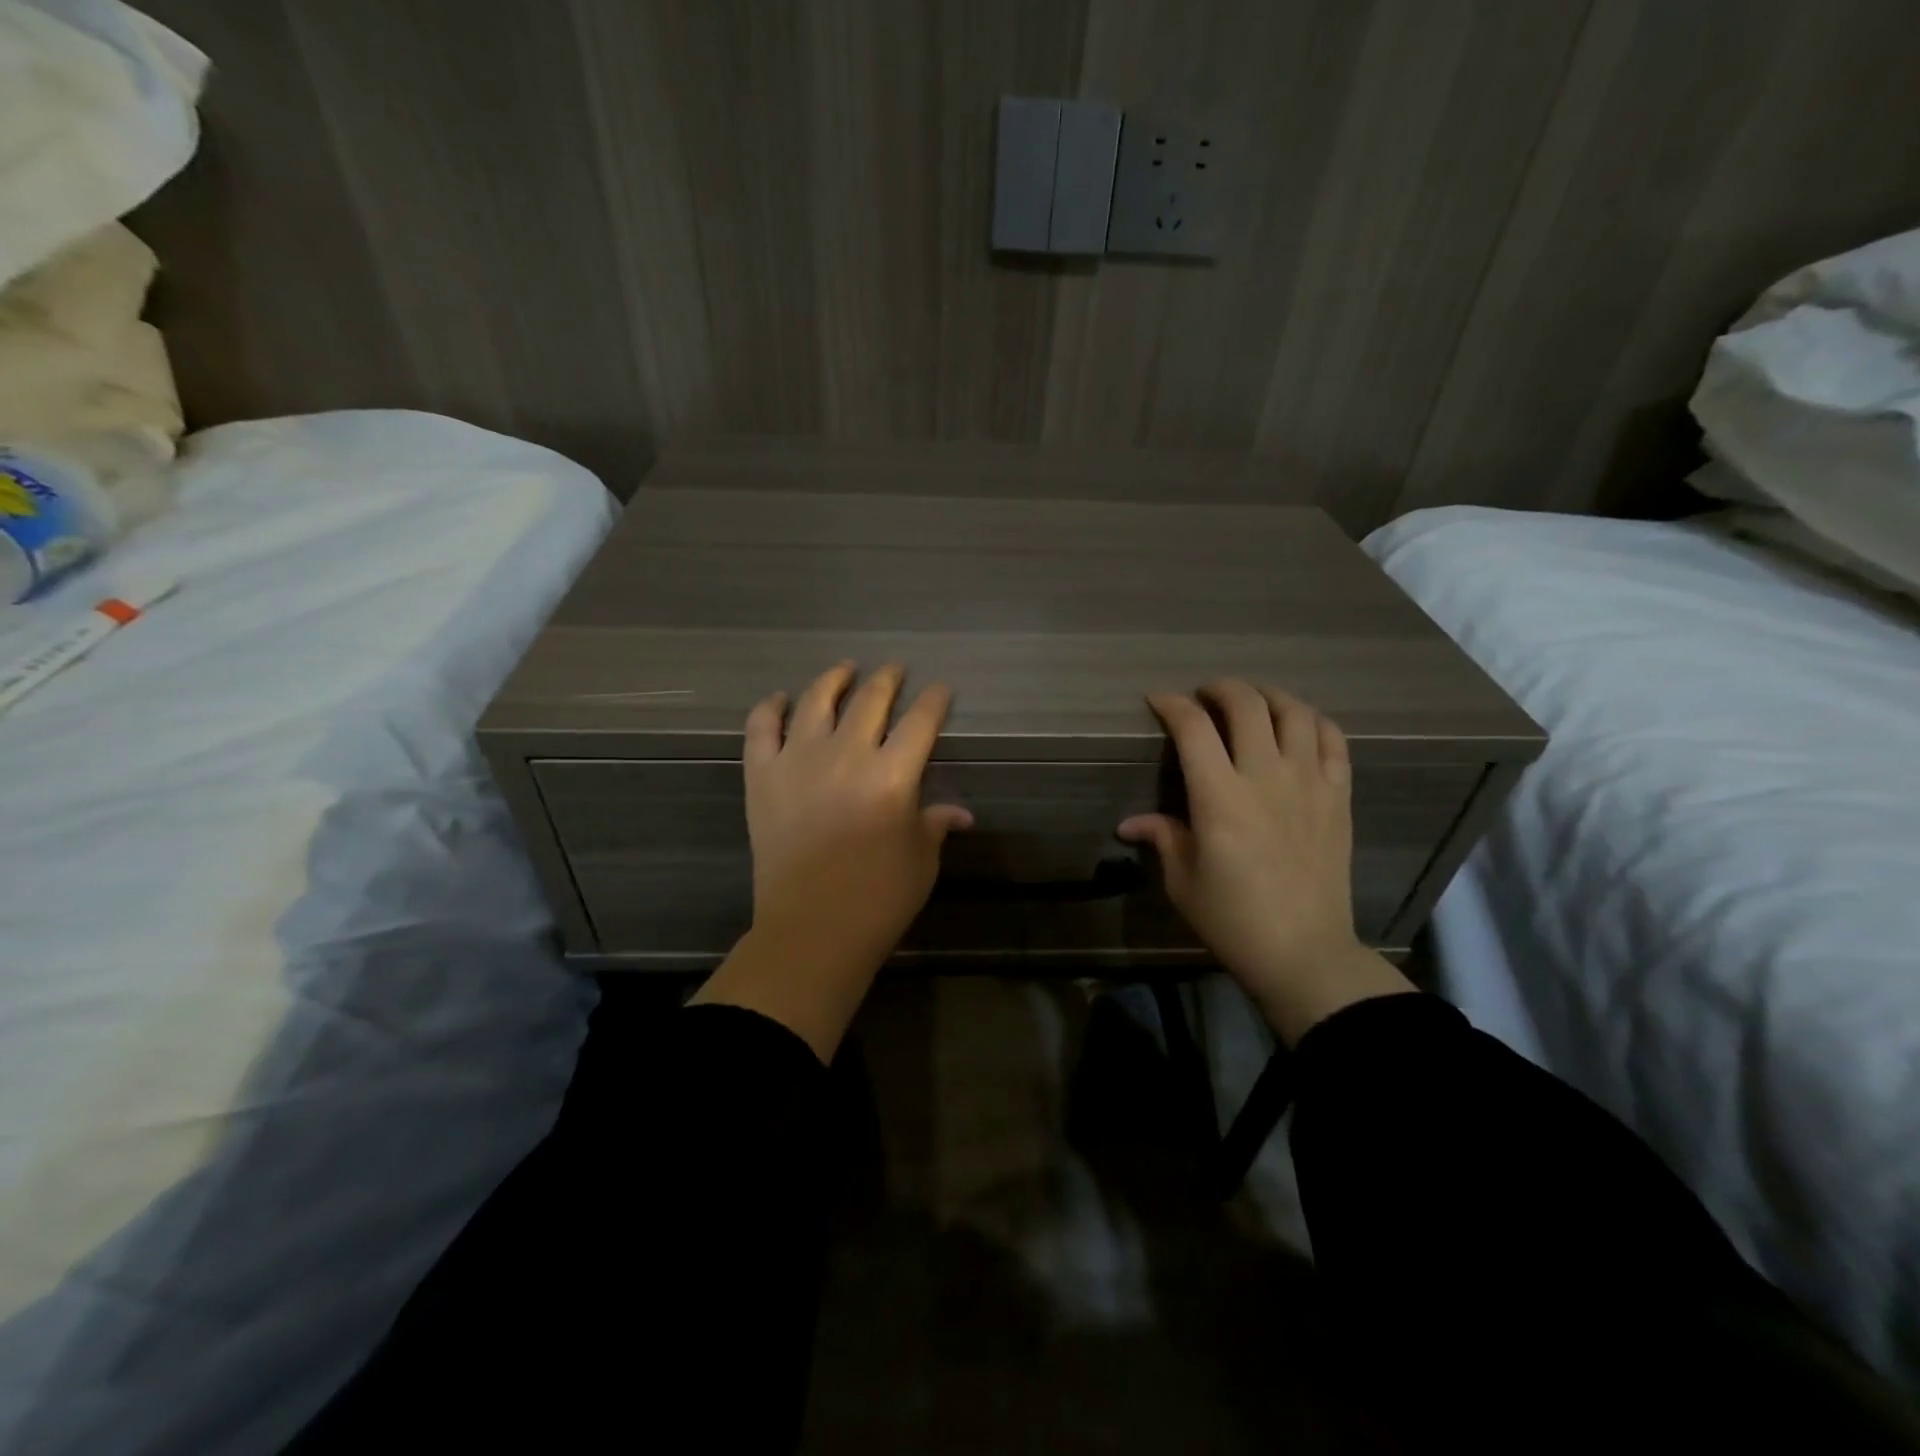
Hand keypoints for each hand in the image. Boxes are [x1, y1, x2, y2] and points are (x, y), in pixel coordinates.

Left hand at [691, 662, 970, 1059]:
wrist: (810, 930)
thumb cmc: (878, 899)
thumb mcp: (921, 860)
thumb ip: (936, 824)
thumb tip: (961, 814)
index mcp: (892, 775)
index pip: (921, 721)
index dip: (935, 700)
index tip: (941, 689)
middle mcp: (846, 755)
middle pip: (871, 700)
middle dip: (889, 679)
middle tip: (895, 670)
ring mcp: (798, 761)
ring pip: (816, 700)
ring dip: (834, 679)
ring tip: (845, 670)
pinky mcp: (762, 776)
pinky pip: (761, 727)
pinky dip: (771, 707)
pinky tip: (781, 700)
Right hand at [1118, 679, 1413, 1044]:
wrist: (1303, 951)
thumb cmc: (1232, 919)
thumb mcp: (1182, 880)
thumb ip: (1162, 837)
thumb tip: (1130, 823)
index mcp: (1219, 798)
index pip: (1193, 727)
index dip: (1172, 704)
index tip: (1159, 701)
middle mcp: (1266, 777)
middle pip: (1246, 704)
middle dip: (1219, 689)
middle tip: (1204, 697)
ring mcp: (1309, 783)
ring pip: (1294, 711)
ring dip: (1267, 695)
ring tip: (1251, 702)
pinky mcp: (1339, 796)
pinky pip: (1333, 739)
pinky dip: (1313, 720)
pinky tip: (1297, 725)